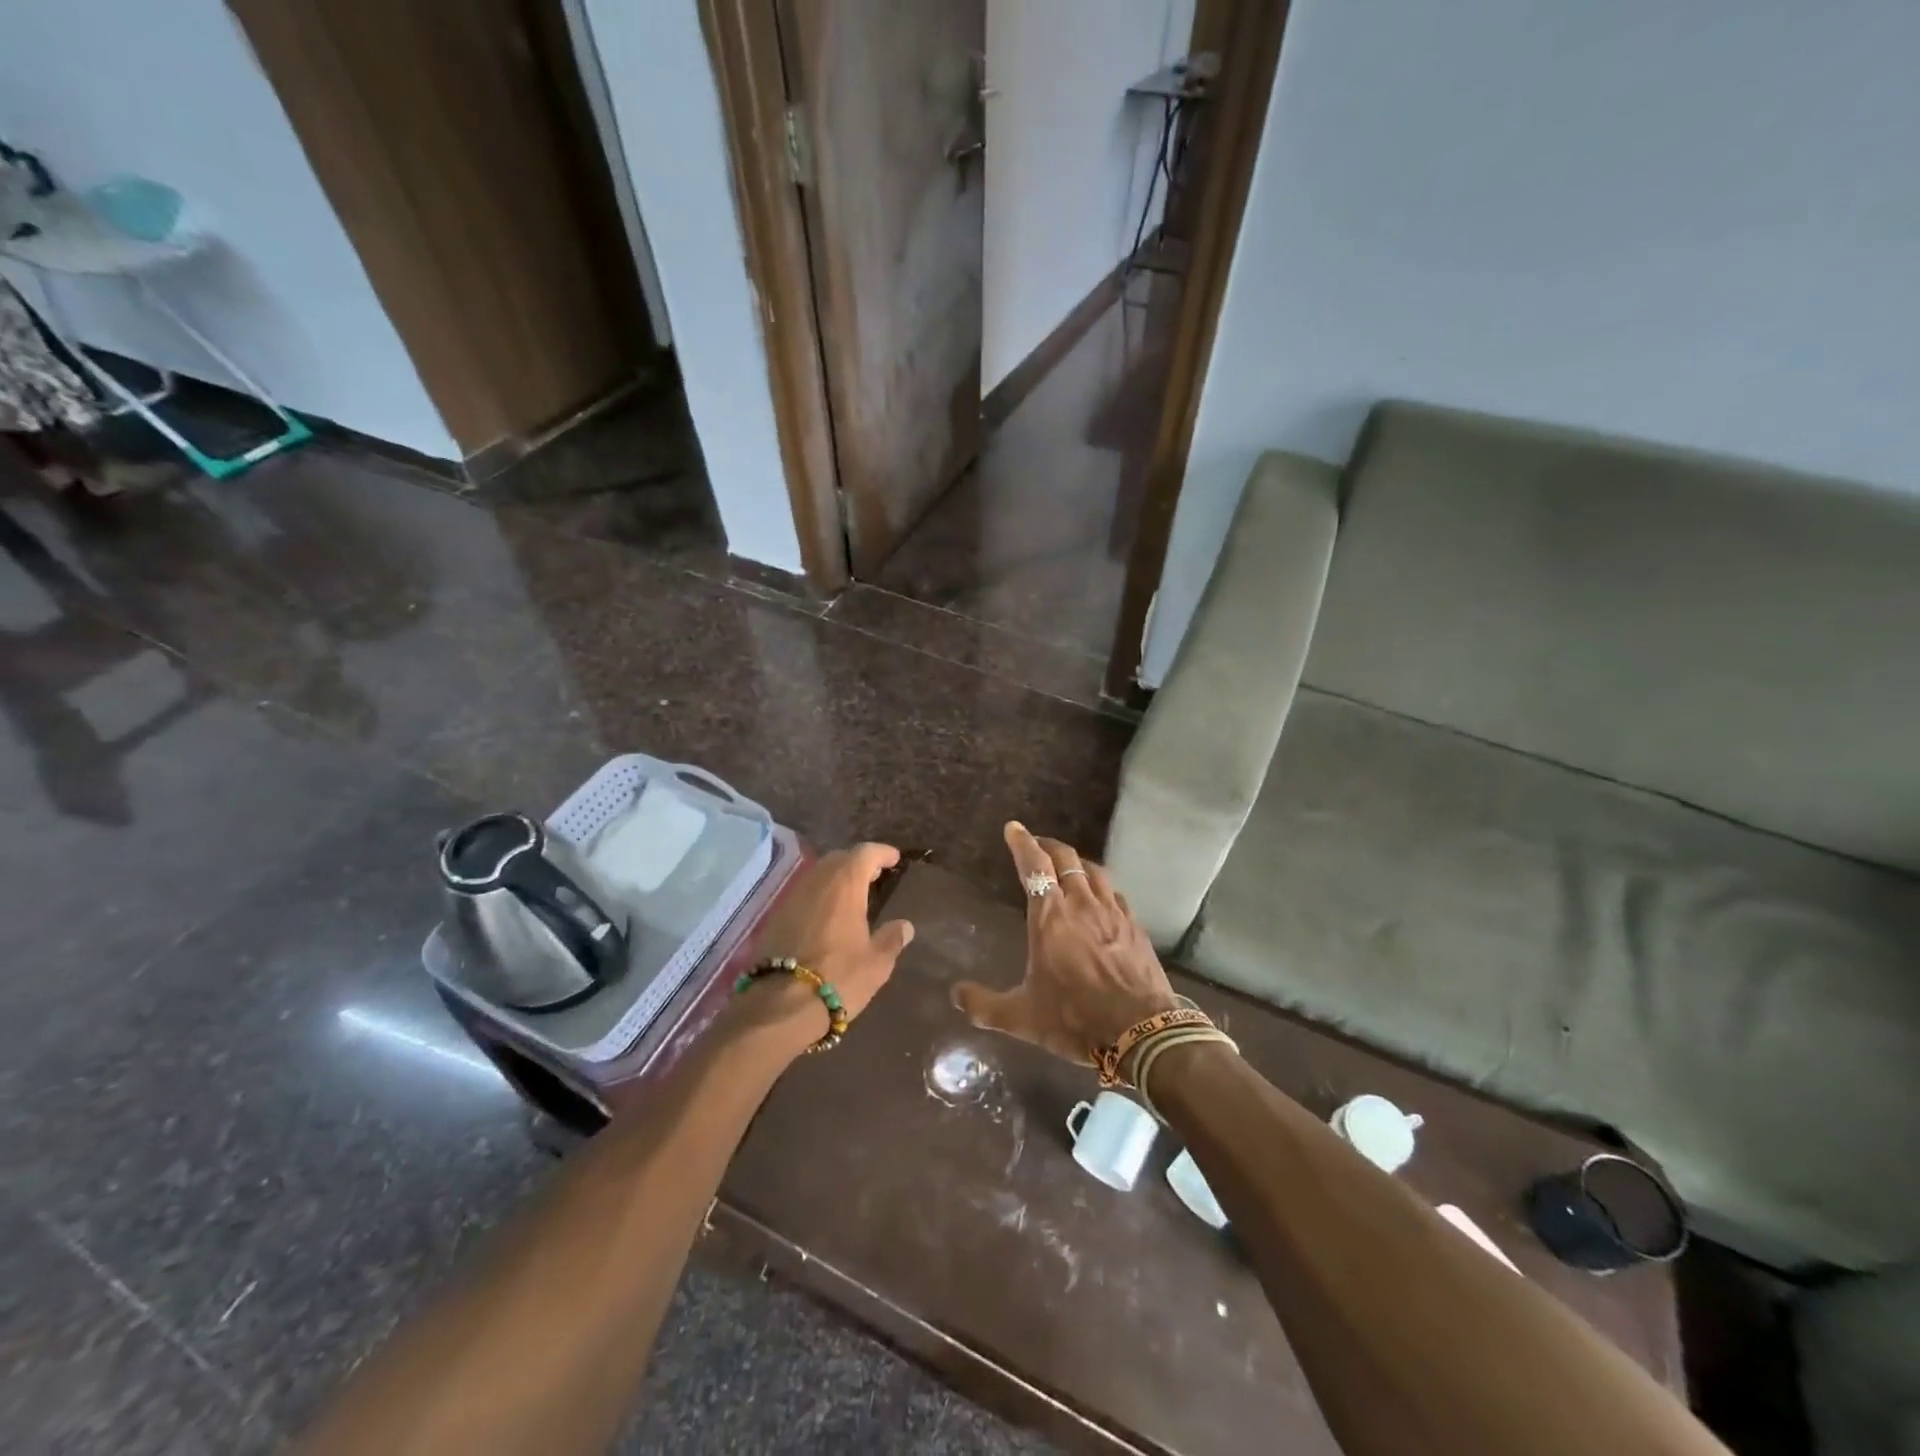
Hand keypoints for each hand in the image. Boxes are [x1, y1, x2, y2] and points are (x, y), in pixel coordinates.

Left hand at [743, 842, 914, 1041]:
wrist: (778, 1006)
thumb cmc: (838, 978)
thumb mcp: (876, 963)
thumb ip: (892, 939)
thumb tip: (905, 925)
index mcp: (845, 885)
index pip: (865, 853)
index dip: (882, 853)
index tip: (894, 858)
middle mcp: (817, 882)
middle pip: (839, 858)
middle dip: (858, 862)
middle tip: (875, 875)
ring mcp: (793, 897)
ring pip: (818, 875)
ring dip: (837, 878)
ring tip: (853, 894)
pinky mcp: (776, 917)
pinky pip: (804, 893)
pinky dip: (820, 895)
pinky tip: (828, 914)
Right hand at [952, 823, 1177, 1063]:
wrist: (1141, 1030)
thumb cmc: (1075, 1018)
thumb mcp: (1022, 1017)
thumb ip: (984, 1005)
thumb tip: (955, 995)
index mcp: (1050, 916)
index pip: (1034, 866)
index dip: (1022, 843)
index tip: (1013, 828)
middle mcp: (1081, 904)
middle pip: (1065, 858)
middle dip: (1047, 845)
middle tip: (1036, 843)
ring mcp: (1112, 911)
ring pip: (1093, 870)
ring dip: (1076, 861)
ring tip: (1067, 864)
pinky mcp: (1133, 925)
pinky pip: (1113, 892)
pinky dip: (1100, 884)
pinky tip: (1099, 895)